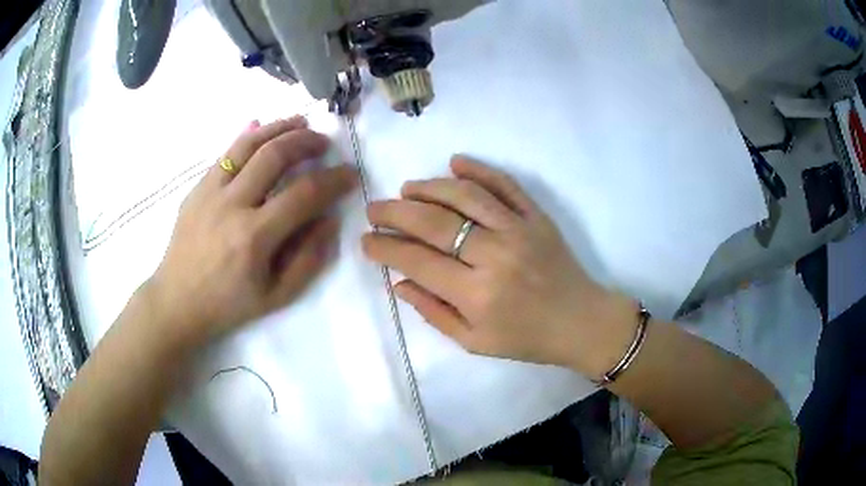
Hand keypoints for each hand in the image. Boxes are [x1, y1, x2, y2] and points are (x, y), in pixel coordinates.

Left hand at [145, 117, 356, 346]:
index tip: (350, 174)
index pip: (303, 194)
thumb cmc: (229, 304)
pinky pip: (225, 153)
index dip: (333, 180)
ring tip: (301, 123)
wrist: (178, 301)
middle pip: (275, 156)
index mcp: (254, 237)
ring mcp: (210, 192)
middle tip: (325, 143)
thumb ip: (309, 259)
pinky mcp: (197, 189)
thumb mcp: (277, 296)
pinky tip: (262, 128)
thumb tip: (330, 220)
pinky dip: (248, 136)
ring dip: (279, 128)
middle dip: (307, 142)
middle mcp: (231, 205)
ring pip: (248, 144)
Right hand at [362, 157, 635, 375]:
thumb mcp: (474, 342)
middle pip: (434, 223)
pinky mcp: (537, 217)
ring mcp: (519, 230)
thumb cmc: (527, 339)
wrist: (581, 322)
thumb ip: (434, 312)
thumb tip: (399, 282)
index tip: (367, 240)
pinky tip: (455, 162)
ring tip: (406, 189)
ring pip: (465, 196)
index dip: (386, 248)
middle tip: (374, 209)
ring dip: (429, 187)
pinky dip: (479, 170)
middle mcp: (494, 256)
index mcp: (477, 295)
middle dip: (395, 213)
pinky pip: (505, 185)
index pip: (418, 261)